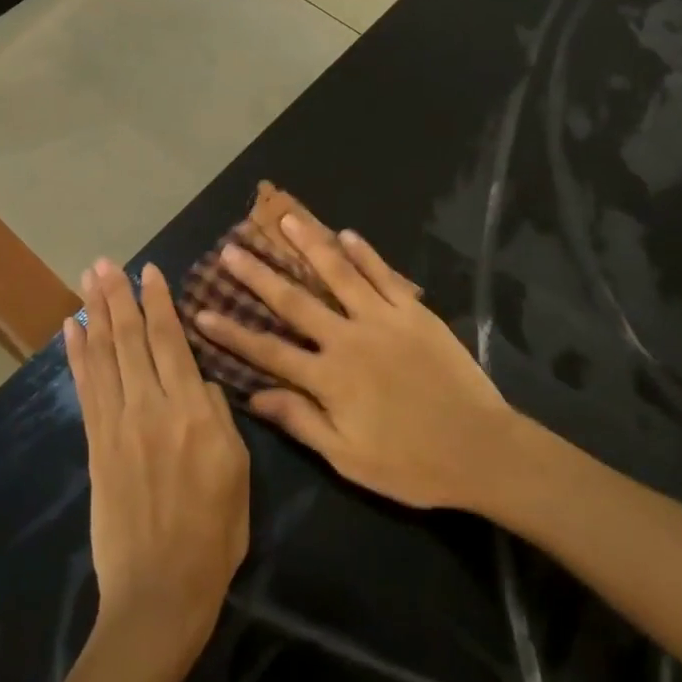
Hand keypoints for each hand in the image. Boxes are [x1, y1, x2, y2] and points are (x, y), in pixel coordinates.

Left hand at [65, 261, 249, 666]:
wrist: (160, 592)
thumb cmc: (214, 532)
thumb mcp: (239, 470)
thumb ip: (219, 418)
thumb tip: (201, 385)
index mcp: (193, 412)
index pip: (171, 342)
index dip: (159, 304)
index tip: (150, 271)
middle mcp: (151, 408)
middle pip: (131, 340)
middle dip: (118, 297)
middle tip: (105, 263)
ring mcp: (118, 426)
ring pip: (105, 358)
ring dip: (95, 315)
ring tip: (87, 282)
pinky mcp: (97, 447)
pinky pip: (86, 390)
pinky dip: (77, 358)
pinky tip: (71, 333)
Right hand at [195, 215, 515, 510]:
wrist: (479, 447)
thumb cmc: (411, 464)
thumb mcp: (348, 457)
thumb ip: (301, 422)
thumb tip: (254, 397)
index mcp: (330, 379)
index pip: (269, 351)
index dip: (233, 332)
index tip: (202, 310)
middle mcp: (349, 339)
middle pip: (295, 301)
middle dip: (259, 275)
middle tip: (231, 249)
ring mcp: (383, 320)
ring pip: (338, 274)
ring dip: (309, 245)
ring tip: (285, 218)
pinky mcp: (414, 312)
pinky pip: (384, 276)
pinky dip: (365, 253)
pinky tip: (346, 233)